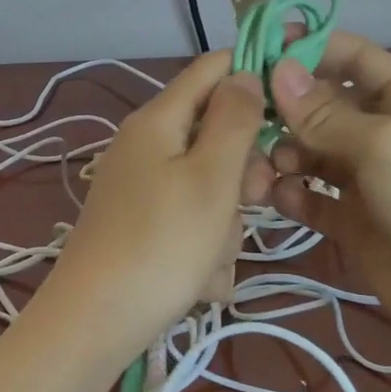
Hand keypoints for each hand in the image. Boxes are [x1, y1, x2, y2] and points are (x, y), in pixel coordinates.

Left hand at [50, 52, 270, 355]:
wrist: (97, 322)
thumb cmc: (163, 244)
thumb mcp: (211, 177)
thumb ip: (233, 120)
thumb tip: (243, 73)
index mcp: (157, 121)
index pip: (212, 69)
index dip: (253, 73)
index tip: (293, 106)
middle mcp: (145, 147)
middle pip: (216, 137)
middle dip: (242, 174)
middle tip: (252, 200)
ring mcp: (142, 190)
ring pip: (210, 190)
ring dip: (224, 227)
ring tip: (210, 260)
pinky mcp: (144, 228)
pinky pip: (191, 225)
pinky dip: (202, 251)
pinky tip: (198, 282)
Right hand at [267, 31, 390, 366]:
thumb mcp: (382, 145)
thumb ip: (324, 112)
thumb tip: (276, 69)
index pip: (351, 57)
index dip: (307, 47)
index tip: (255, 48)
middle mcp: (385, 132)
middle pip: (322, 105)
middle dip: (285, 108)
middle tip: (242, 118)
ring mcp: (366, 179)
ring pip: (309, 152)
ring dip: (282, 154)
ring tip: (263, 170)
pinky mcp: (351, 220)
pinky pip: (309, 196)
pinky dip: (291, 194)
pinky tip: (277, 199)